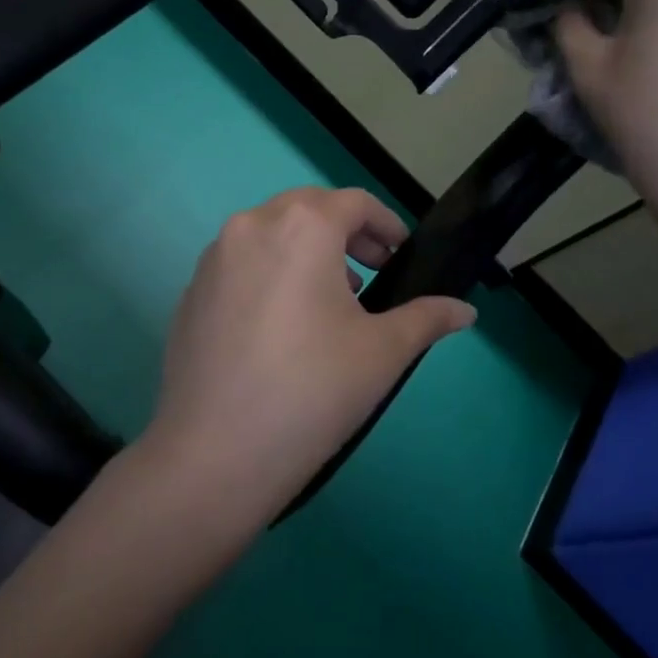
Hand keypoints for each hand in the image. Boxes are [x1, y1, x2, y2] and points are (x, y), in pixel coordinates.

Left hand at [141, 187, 475, 523]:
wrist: (213, 454)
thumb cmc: (312, 391)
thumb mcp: (382, 352)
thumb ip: (427, 318)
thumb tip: (465, 311)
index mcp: (301, 226)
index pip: (353, 203)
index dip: (386, 224)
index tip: (401, 256)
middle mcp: (251, 225)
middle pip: (309, 208)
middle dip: (346, 233)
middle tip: (372, 273)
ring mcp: (214, 256)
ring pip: (271, 232)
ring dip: (307, 250)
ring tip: (330, 300)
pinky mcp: (191, 289)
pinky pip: (242, 261)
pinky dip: (271, 270)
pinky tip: (283, 324)